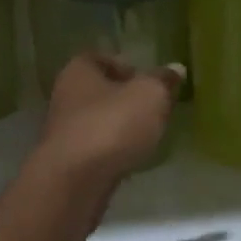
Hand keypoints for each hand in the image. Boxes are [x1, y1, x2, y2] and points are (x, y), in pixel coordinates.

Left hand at [34, 51, 182, 191]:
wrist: (74, 182)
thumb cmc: (111, 125)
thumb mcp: (150, 95)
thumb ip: (163, 81)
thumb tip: (175, 69)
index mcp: (80, 70)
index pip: (102, 58)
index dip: (127, 66)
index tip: (149, 82)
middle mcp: (66, 96)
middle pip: (100, 91)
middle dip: (126, 100)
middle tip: (154, 110)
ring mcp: (65, 132)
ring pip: (98, 122)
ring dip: (119, 128)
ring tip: (147, 137)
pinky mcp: (69, 162)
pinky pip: (96, 149)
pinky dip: (112, 152)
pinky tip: (131, 160)